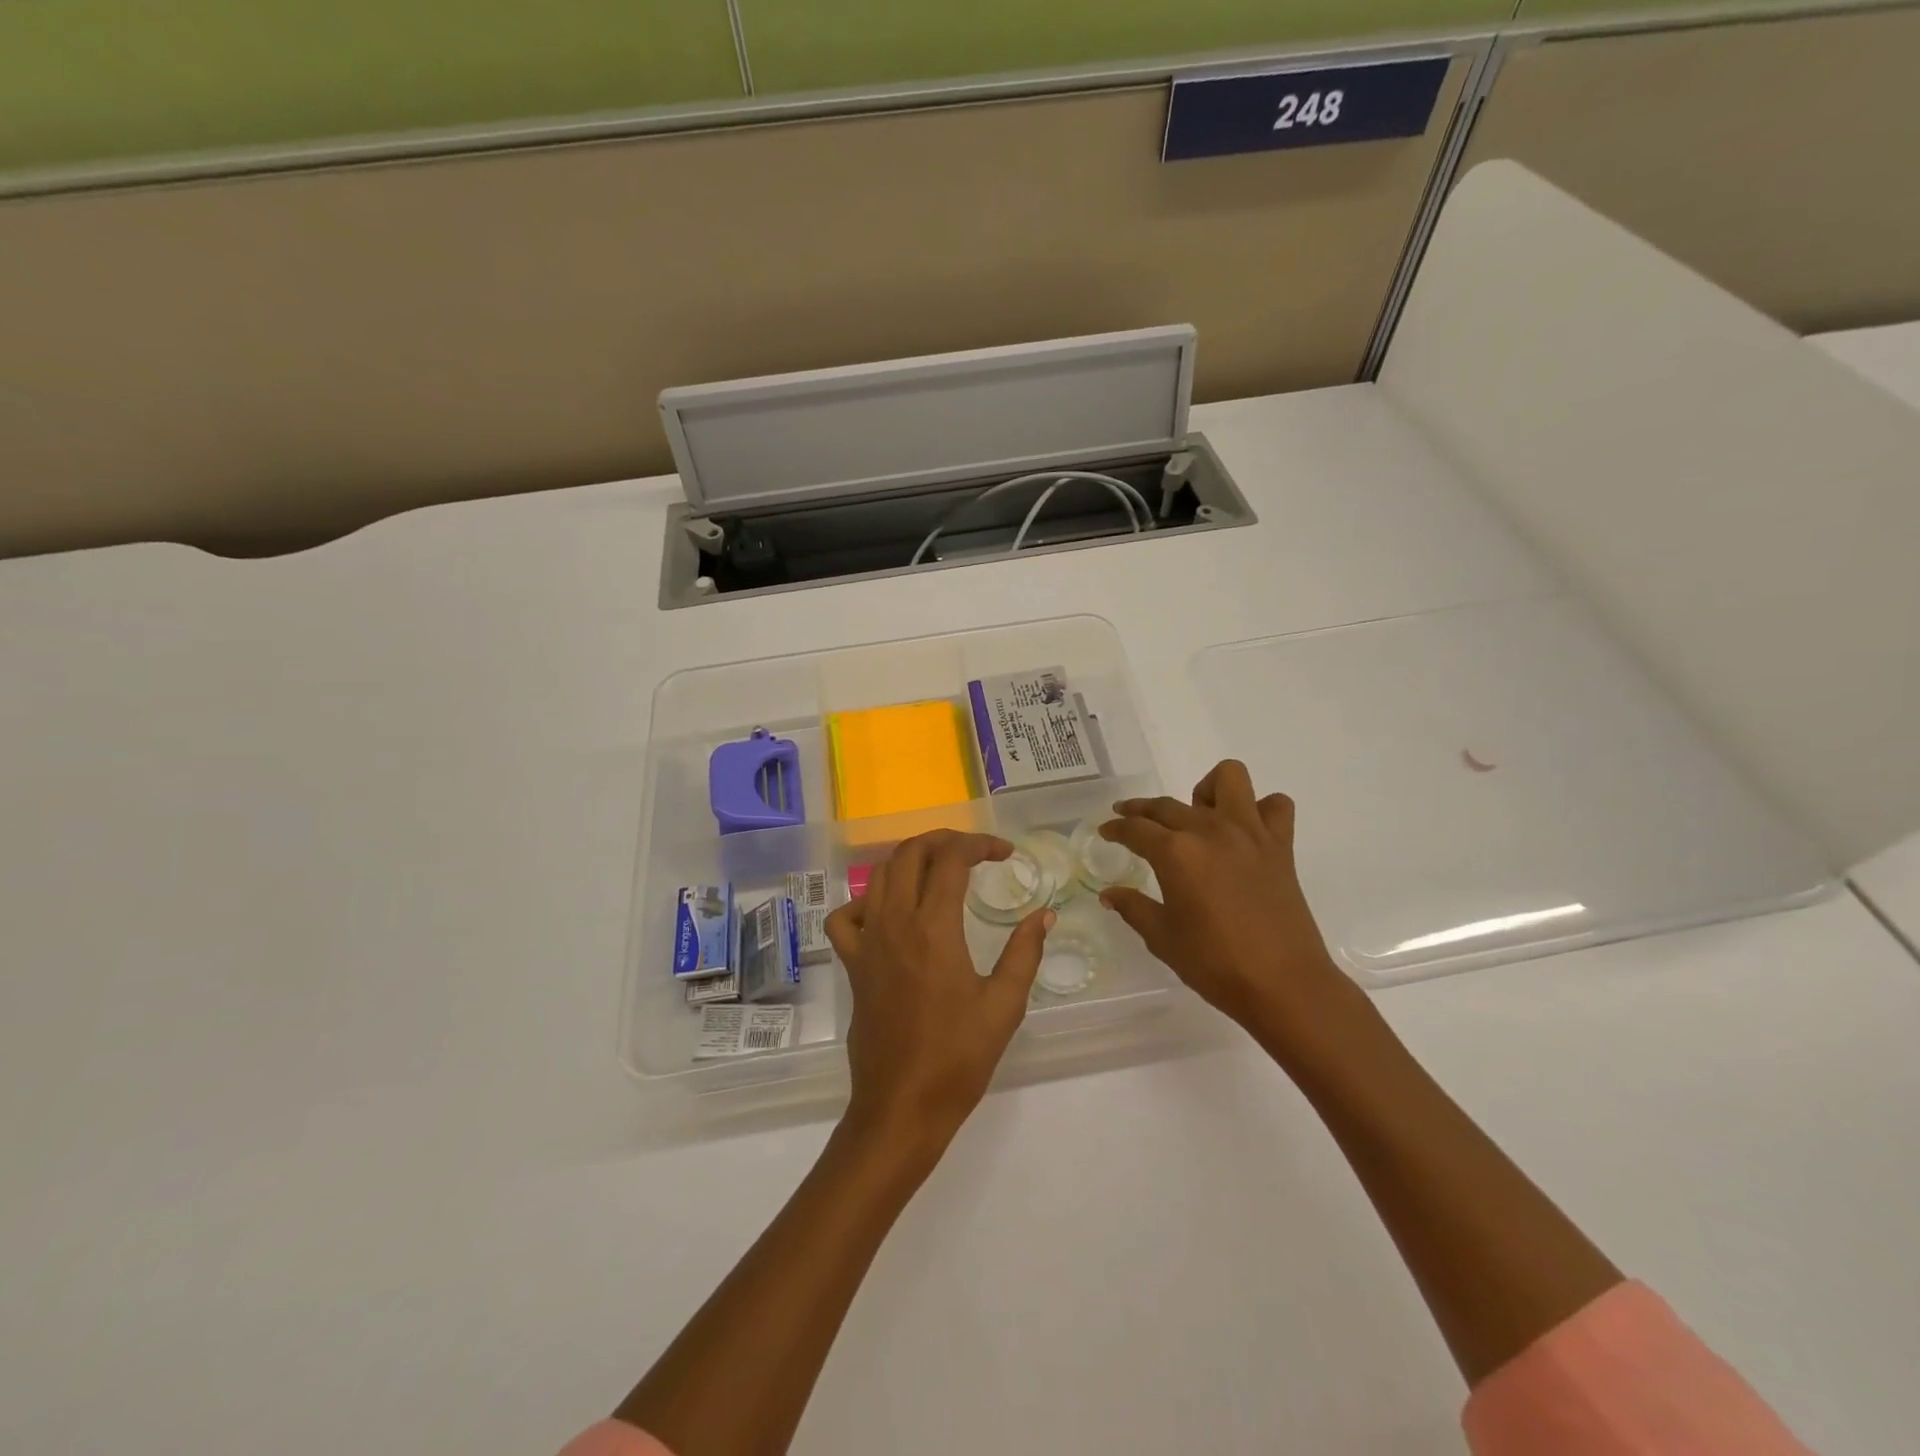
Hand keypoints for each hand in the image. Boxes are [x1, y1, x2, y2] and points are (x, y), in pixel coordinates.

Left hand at [825, 830, 1051, 1159]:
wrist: (902, 1106)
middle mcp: (894, 924)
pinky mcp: (853, 965)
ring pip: (879, 876)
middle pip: (909, 853)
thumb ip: (1024, 952)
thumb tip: (1044, 915)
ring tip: (940, 869)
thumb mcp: (1004, 1005)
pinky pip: (846, 918)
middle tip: (974, 851)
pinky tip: (889, 912)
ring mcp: (867, 943)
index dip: (980, 844)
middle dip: (944, 840)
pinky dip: (866, 901)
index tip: (1005, 853)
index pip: (951, 860)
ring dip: (910, 859)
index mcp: (933, 928)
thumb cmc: (958, 1058)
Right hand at [1099, 760, 1375, 1072]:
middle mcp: (1211, 831)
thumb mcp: (1163, 938)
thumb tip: (1109, 894)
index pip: (1135, 828)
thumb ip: (1133, 908)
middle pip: (1168, 805)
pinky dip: (1260, 810)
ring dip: (1207, 790)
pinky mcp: (1281, 846)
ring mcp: (1250, 834)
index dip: (1116, 828)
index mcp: (1176, 853)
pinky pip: (1275, 807)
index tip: (1106, 831)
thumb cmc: (1215, 964)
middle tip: (1131, 821)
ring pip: (1229, 778)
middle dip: (1142, 810)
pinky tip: (1245, 832)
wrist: (1284, 985)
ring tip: (1198, 815)